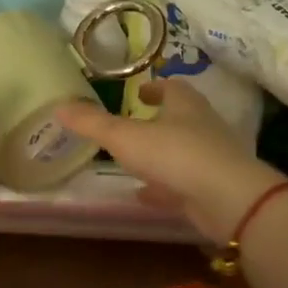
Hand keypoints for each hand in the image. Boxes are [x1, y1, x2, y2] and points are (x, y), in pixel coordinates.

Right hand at [56, 79, 283, 243]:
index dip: (155, 87)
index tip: (140, 92)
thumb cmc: (176, 155)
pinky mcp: (213, 189)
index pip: (172, 87)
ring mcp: (211, 159)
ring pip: (183, 150)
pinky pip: (184, 183)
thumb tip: (59, 106)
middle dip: (159, 119)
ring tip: (136, 159)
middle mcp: (202, 126)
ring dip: (162, 153)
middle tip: (134, 123)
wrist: (228, 199)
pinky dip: (164, 186)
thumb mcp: (125, 137)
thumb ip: (92, 123)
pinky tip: (145, 195)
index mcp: (185, 105)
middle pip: (181, 117)